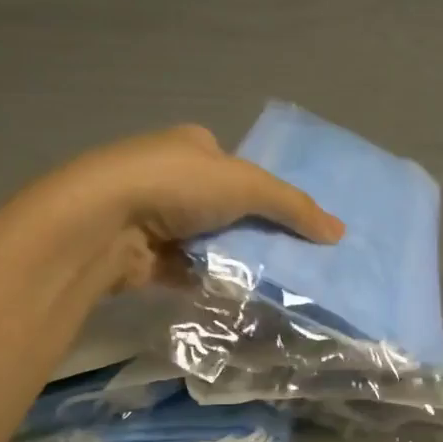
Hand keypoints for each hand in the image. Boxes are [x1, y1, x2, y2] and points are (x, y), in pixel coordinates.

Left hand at [50, 125, 343, 289]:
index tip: (295, 222)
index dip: (266, 192)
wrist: (103, 224)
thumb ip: (294, 207)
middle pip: (226, 208)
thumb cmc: (176, 186)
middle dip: (254, 230)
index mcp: (192, 146)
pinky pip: (190, 269)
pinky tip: (241, 295)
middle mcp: (170, 177)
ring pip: (209, 241)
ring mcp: (154, 218)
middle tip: (293, 256)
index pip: (239, 168)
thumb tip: (339, 231)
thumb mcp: (247, 186)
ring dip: (234, 258)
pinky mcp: (145, 256)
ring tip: (276, 280)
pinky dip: (211, 280)